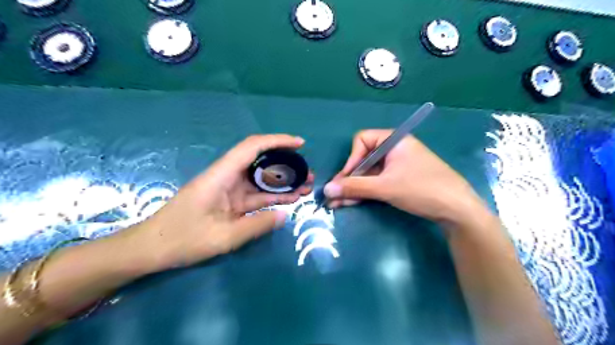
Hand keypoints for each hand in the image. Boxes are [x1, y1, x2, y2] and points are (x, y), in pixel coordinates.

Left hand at [127, 134, 313, 272]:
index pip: (252, 147)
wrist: (151, 248)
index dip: (277, 141)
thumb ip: (256, 225)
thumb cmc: (182, 239)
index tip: (300, 144)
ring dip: (282, 183)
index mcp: (221, 176)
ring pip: (260, 180)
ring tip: (305, 187)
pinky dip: (271, 197)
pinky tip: (288, 200)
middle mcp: (226, 177)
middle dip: (286, 166)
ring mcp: (228, 190)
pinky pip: (254, 195)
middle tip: (308, 174)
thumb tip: (285, 215)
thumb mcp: (223, 237)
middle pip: (260, 162)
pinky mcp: (229, 201)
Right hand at [323, 129, 487, 223]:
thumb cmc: (421, 189)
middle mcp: (394, 149)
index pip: (362, 141)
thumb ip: (354, 187)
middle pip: (364, 159)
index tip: (345, 178)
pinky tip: (352, 202)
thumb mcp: (385, 187)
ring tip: (338, 203)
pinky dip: (366, 191)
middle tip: (334, 195)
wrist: (458, 210)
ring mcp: (398, 165)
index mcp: (394, 140)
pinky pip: (378, 181)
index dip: (351, 159)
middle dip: (349, 179)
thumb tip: (326, 189)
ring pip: (369, 173)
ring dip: (354, 188)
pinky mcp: (401, 179)